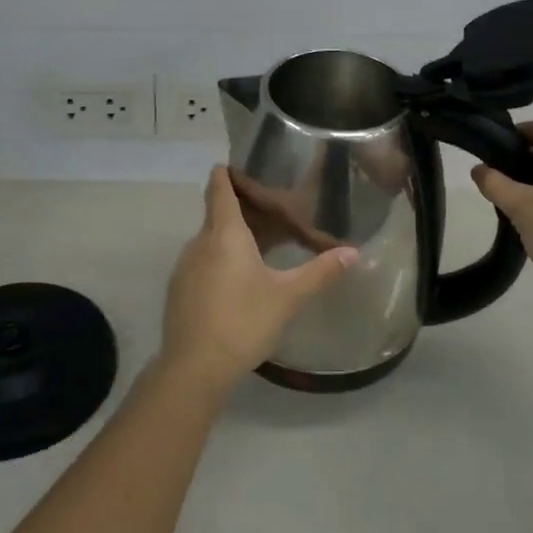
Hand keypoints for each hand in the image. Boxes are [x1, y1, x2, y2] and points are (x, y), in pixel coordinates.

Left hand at [159, 167, 355, 393]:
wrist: (194, 368)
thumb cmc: (243, 321)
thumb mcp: (288, 297)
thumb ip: (320, 272)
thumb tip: (353, 252)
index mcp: (224, 233)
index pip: (219, 188)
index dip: (226, 173)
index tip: (239, 164)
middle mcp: (200, 242)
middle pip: (217, 214)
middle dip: (242, 210)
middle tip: (272, 211)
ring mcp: (185, 267)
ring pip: (210, 241)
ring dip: (231, 239)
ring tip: (260, 247)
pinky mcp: (179, 291)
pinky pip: (202, 263)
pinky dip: (219, 261)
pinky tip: (239, 282)